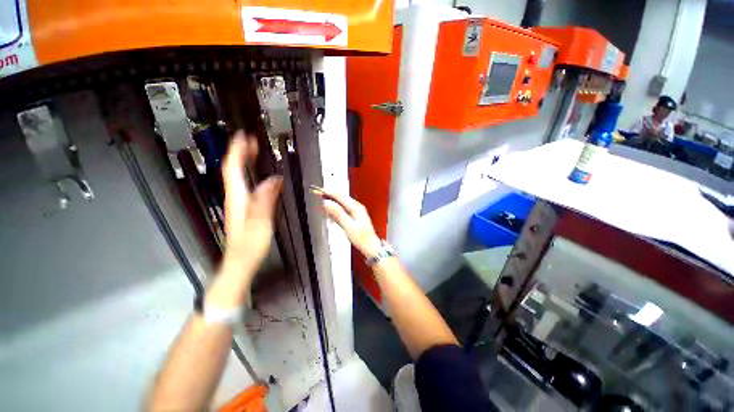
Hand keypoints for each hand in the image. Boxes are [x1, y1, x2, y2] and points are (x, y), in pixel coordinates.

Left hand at [221, 131, 282, 273]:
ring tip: (253, 152)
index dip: (237, 151)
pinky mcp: (243, 209)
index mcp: (237, 199)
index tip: (244, 137)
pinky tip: (259, 176)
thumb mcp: (260, 223)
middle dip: (239, 153)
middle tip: (250, 141)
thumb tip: (273, 180)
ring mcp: (238, 204)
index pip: (232, 169)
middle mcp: (235, 198)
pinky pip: (244, 186)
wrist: (240, 262)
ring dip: (243, 162)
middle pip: (233, 170)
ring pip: (237, 177)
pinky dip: (249, 175)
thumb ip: (265, 200)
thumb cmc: (249, 246)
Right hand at [317, 190, 381, 257]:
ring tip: (323, 205)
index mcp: (356, 207)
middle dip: (329, 197)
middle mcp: (357, 207)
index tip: (319, 191)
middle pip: (340, 198)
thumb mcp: (348, 226)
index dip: (329, 192)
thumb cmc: (362, 238)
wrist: (370, 247)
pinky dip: (336, 211)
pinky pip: (343, 210)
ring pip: (341, 204)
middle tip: (318, 196)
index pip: (340, 196)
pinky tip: (332, 215)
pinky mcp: (354, 217)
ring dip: (332, 204)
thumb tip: (327, 203)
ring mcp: (356, 212)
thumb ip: (338, 214)